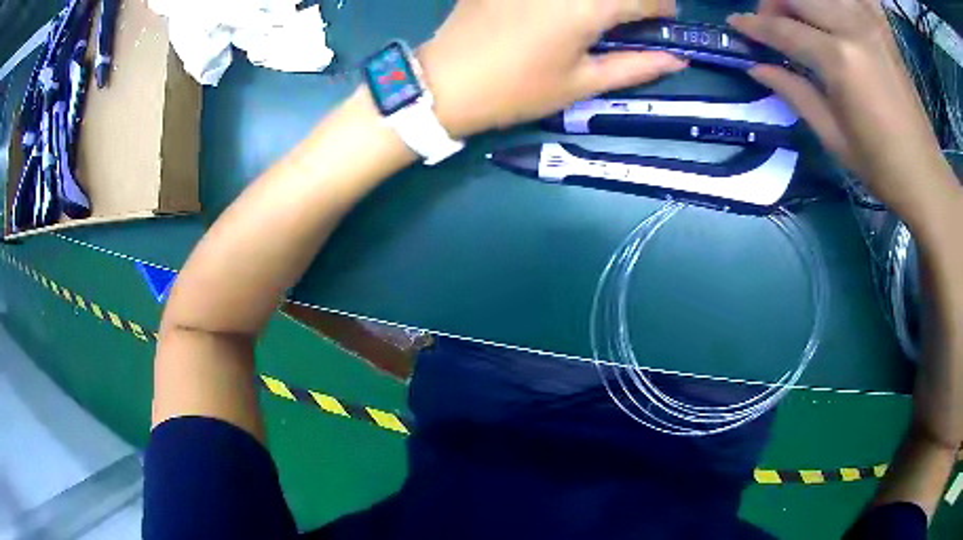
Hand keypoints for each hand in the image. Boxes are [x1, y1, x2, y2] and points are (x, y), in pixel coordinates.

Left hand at [418, 0, 686, 139]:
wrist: (446, 82)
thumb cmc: (518, 90)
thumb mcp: (581, 84)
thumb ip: (635, 67)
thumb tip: (676, 59)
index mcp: (589, 7)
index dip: (663, 9)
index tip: (663, 21)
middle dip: (634, 0)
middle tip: (629, 17)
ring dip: (600, 0)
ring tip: (596, 14)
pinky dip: (564, 2)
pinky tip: (556, 12)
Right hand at [728, 0, 958, 226]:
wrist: (924, 173)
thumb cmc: (880, 165)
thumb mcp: (832, 136)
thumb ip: (794, 91)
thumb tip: (756, 67)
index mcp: (839, 61)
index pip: (783, 29)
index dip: (754, 26)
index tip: (735, 25)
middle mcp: (853, 28)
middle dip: (774, 3)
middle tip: (771, 23)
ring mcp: (871, 23)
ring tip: (800, 15)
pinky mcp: (884, 28)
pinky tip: (836, 9)